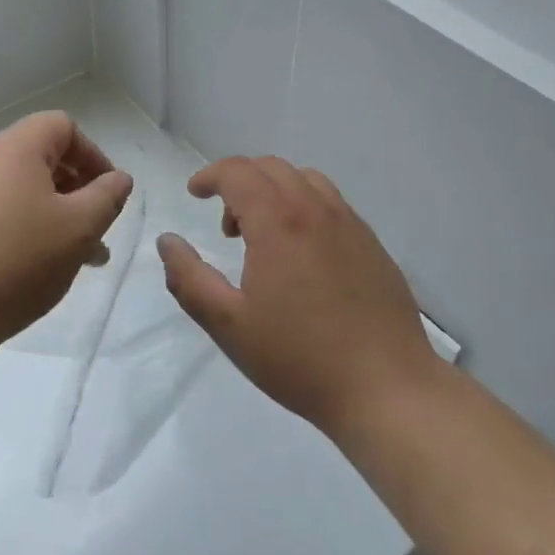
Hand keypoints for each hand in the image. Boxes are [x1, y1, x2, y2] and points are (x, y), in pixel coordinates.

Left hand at [0, 112, 133, 360]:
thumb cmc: (14, 264)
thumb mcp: (78, 230)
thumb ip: (107, 197)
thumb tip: (118, 178)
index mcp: (13, 148)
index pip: (62, 126)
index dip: (92, 154)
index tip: (107, 194)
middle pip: (37, 156)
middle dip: (73, 189)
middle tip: (92, 230)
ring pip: (14, 189)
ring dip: (47, 213)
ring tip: (66, 259)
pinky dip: (15, 228)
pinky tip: (23, 270)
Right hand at [157, 157, 440, 436]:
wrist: (387, 388)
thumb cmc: (300, 359)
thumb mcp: (229, 326)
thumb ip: (189, 279)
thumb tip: (167, 241)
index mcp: (278, 220)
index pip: (238, 171)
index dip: (210, 175)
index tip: (194, 193)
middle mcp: (314, 207)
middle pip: (270, 167)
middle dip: (239, 182)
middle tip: (227, 227)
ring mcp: (348, 221)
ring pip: (303, 178)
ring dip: (273, 190)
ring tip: (265, 235)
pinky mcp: (370, 240)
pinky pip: (329, 201)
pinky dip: (303, 204)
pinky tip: (303, 251)